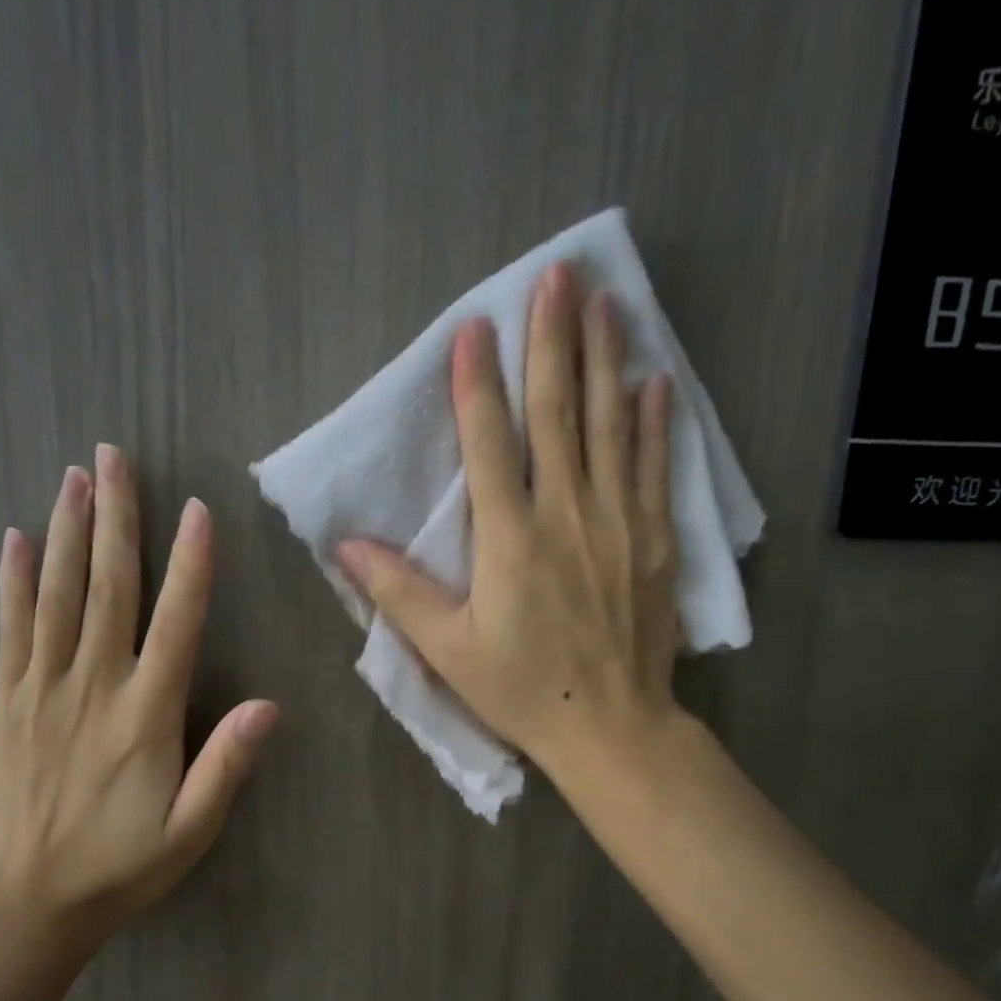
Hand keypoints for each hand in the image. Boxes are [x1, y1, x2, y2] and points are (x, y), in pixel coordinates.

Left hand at [0, 444, 276, 957]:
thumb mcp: (191, 830)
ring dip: (68, 532)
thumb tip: (268, 705)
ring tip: (74, 476)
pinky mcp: (8, 701)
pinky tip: (18, 539)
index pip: (176, 624)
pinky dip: (15, 581)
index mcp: (146, 715)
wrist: (31, 898)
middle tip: (114, 457)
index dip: (190, 564)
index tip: (194, 508)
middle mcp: (94, 687)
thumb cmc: (123, 863)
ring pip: (58, 596)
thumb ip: (226, 766)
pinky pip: (11, 629)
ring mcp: (44, 689)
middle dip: (116, 519)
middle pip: (109, 589)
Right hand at [336, 262, 681, 780]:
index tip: (475, 326)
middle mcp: (566, 514)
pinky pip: (655, 469)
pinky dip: (654, 423)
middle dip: (553, 340)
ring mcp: (617, 523)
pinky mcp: (653, 541)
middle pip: (558, 414)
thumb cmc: (520, 689)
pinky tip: (654, 382)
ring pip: (610, 427)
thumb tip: (345, 544)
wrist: (609, 726)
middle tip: (559, 274)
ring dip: (605, 361)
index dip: (478, 383)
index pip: (489, 443)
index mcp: (509, 538)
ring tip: (606, 302)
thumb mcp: (448, 649)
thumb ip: (398, 592)